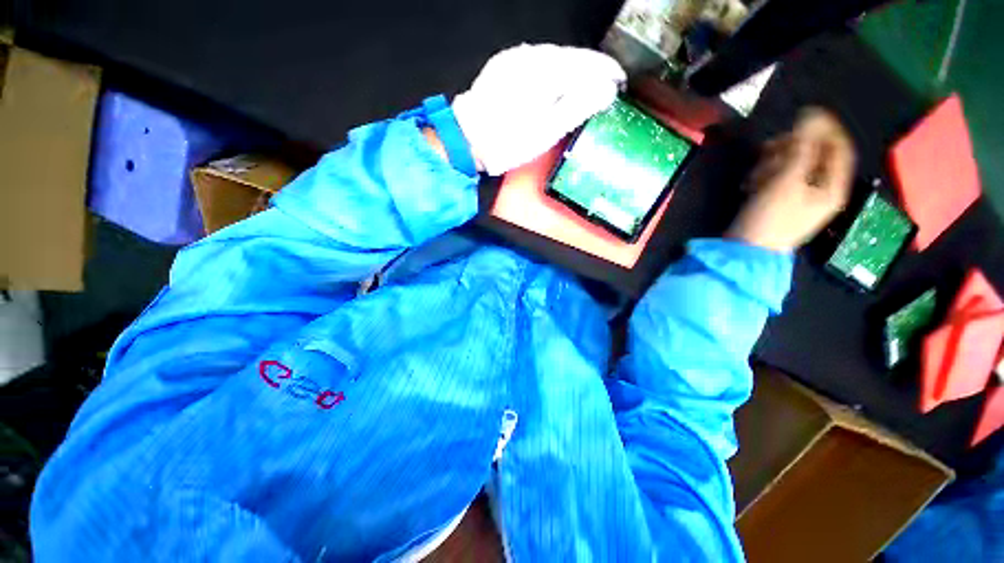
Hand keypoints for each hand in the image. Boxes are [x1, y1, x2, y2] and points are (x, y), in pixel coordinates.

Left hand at [452, 44, 625, 175]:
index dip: (607, 72)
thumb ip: (577, 107)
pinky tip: (558, 84)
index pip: (587, 63)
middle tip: (606, 87)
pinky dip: (554, 71)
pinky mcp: (505, 64)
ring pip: (556, 57)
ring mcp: (516, 57)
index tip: (620, 82)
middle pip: (573, 57)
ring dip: (574, 70)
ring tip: (586, 87)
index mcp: (546, 71)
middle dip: (592, 71)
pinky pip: (538, 61)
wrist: (468, 140)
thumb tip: (605, 90)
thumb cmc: (508, 142)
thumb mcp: (546, 131)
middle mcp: (532, 55)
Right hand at [728, 108, 855, 251]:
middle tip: (768, 149)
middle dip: (791, 149)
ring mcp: (799, 197)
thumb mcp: (787, 181)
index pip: (839, 147)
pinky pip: (778, 179)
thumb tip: (811, 116)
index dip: (826, 128)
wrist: (745, 250)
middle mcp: (821, 190)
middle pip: (814, 156)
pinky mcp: (779, 203)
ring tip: (754, 174)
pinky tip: (751, 183)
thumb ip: (802, 148)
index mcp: (832, 186)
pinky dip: (765, 176)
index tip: (805, 113)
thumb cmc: (771, 217)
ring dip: (773, 164)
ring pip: (793, 166)